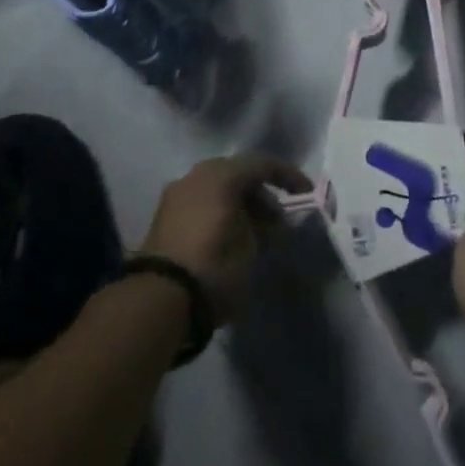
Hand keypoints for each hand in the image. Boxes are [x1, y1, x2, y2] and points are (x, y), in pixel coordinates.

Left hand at [139, 154, 308, 323]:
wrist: (158, 300)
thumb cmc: (213, 267)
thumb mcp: (249, 248)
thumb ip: (262, 227)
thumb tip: (266, 221)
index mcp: (220, 175)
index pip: (262, 164)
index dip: (288, 177)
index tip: (306, 193)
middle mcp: (196, 175)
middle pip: (237, 173)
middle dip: (261, 193)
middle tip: (278, 219)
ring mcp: (176, 194)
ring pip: (217, 188)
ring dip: (239, 204)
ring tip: (256, 232)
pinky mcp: (164, 217)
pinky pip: (201, 203)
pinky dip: (220, 212)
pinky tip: (231, 236)